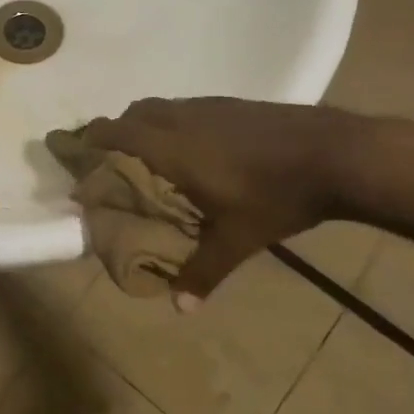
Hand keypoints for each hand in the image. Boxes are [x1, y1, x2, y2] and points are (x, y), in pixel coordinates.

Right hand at [83, 97, 365, 298]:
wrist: (337, 153)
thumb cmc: (276, 196)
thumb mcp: (238, 239)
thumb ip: (203, 270)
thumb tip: (180, 309)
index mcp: (170, 146)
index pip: (114, 132)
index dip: (90, 138)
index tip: (76, 152)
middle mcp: (181, 119)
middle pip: (133, 113)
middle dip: (117, 131)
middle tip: (115, 159)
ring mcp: (209, 106)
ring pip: (161, 107)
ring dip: (147, 125)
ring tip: (153, 155)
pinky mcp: (233, 104)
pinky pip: (187, 108)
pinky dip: (176, 123)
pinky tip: (199, 149)